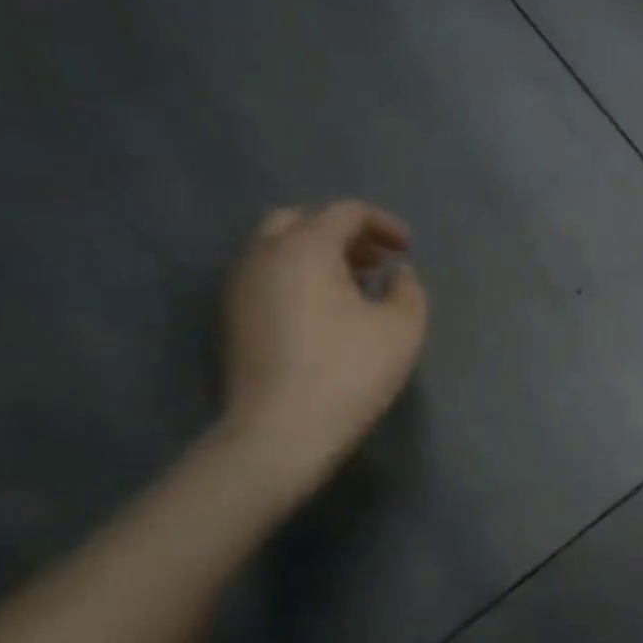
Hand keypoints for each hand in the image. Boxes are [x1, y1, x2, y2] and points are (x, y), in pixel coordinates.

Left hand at [219, 201, 428, 489]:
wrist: (281, 431)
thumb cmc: (350, 371)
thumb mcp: (402, 327)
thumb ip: (407, 289)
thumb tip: (396, 273)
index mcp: (304, 249)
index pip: (344, 212)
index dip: (383, 223)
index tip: (408, 249)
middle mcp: (263, 256)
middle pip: (301, 220)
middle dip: (343, 232)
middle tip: (377, 260)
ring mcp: (240, 287)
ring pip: (278, 248)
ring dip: (320, 254)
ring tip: (357, 285)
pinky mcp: (235, 318)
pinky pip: (269, 276)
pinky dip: (300, 276)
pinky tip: (330, 310)